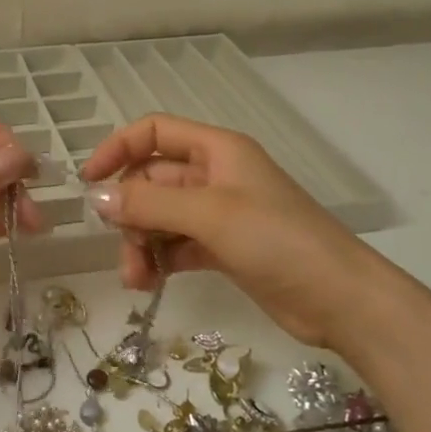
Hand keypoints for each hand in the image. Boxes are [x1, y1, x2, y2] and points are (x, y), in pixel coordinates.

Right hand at [81, 114, 425, 350]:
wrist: (340, 299)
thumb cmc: (277, 240)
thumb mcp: (209, 215)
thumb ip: (150, 203)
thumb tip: (97, 198)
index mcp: (216, 150)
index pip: (154, 132)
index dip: (118, 149)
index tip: (90, 182)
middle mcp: (215, 175)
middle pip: (153, 180)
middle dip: (131, 212)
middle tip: (122, 249)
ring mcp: (220, 213)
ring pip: (162, 217)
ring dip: (142, 243)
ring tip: (137, 280)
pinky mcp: (224, 248)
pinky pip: (177, 244)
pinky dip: (160, 260)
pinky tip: (152, 283)